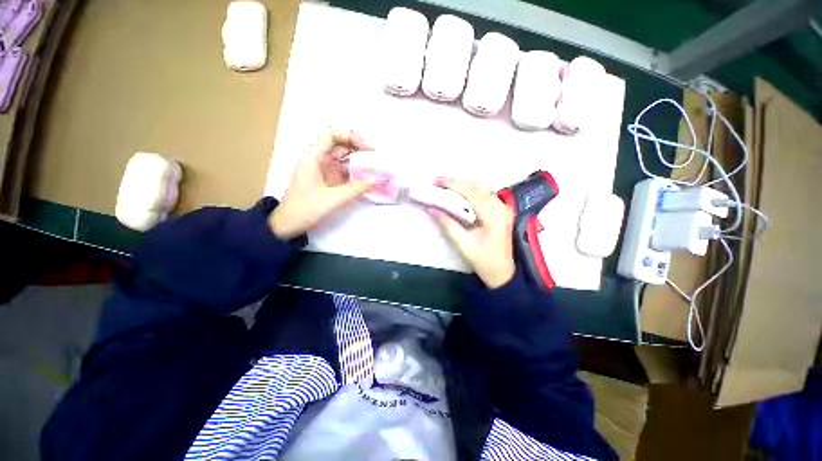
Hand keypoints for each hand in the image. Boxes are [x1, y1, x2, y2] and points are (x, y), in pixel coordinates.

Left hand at [269, 129, 373, 239]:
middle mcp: (317, 159)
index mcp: (313, 158)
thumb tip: (377, 182)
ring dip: (357, 159)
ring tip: (374, 165)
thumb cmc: (307, 208)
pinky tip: (365, 176)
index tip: (364, 147)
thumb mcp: (334, 198)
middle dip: (356, 146)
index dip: (348, 136)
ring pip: (341, 157)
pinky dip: (354, 171)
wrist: (289, 223)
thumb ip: (356, 189)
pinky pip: (342, 170)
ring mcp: (322, 169)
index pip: (330, 135)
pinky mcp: (326, 179)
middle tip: (374, 155)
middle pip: (338, 144)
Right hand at [427, 179, 514, 288]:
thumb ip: (447, 224)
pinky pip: (484, 195)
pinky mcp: (500, 211)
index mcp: (493, 213)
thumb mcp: (463, 244)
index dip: (452, 185)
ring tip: (445, 188)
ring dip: (463, 186)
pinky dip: (470, 192)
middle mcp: (500, 206)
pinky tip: (459, 195)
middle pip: (477, 187)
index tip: (435, 181)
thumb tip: (430, 208)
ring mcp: (502, 207)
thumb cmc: (484, 260)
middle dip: (456, 183)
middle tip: (437, 184)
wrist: (502, 273)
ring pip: (481, 188)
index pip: (471, 192)